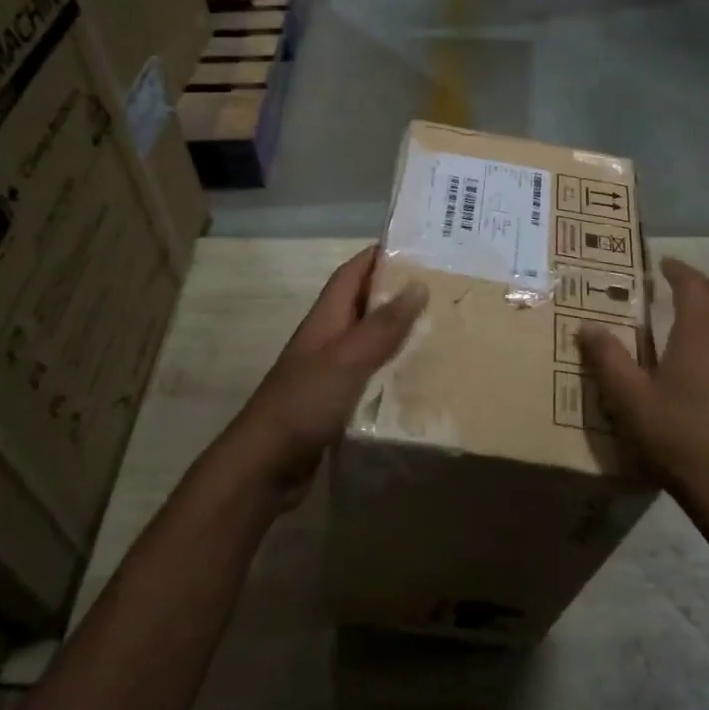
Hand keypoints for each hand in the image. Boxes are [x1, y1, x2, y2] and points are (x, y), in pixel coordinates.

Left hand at [223, 245, 427, 510]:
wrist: (266, 465)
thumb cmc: (305, 403)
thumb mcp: (348, 358)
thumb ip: (382, 325)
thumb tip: (418, 285)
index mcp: (325, 320)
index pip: (351, 274)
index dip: (378, 255)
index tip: (415, 245)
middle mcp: (327, 340)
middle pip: (363, 306)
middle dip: (397, 293)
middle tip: (442, 289)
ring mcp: (329, 373)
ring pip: (369, 343)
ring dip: (398, 334)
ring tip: (440, 330)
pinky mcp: (335, 403)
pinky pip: (370, 377)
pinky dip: (392, 372)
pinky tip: (419, 380)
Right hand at [579, 258, 708, 540]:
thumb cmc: (679, 439)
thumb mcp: (630, 400)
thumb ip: (607, 359)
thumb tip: (586, 326)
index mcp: (702, 332)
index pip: (694, 285)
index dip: (679, 270)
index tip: (664, 265)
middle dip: (702, 285)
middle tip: (679, 286)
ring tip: (702, 318)